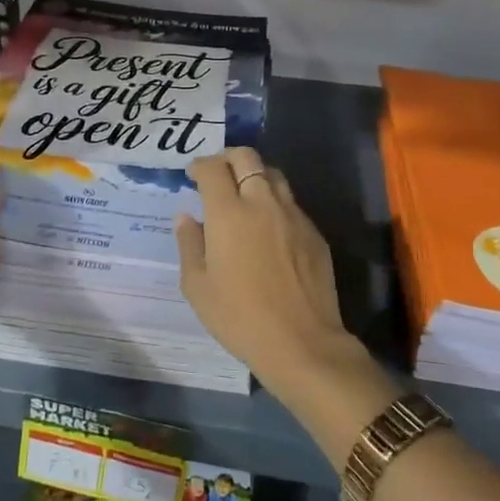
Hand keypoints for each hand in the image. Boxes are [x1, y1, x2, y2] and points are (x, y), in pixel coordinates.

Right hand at [176, 147, 353, 392]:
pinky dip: (275, 202)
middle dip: (228, 158)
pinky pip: (291, 203)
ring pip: (273, 175)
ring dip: (255, 174)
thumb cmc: (239, 317)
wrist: (302, 343)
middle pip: (247, 157)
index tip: (193, 175)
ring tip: (244, 193)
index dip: (200, 165)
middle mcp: (262, 203)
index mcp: (228, 213)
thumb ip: (189, 244)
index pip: (212, 168)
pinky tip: (269, 225)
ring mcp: (293, 215)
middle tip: (218, 174)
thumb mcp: (198, 287)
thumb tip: (186, 217)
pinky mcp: (313, 232)